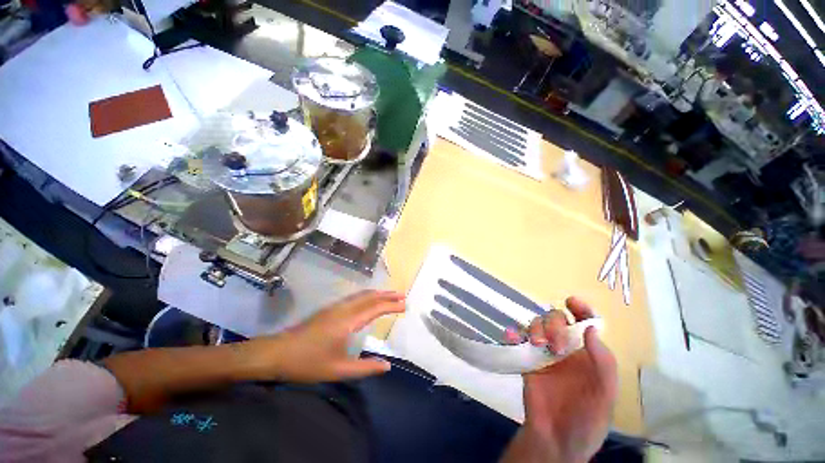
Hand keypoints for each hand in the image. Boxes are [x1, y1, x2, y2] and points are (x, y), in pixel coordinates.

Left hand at [243, 290, 405, 383]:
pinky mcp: (329, 310)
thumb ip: (365, 368)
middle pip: (370, 297)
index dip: (391, 305)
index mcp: (348, 321)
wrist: (277, 353)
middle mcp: (344, 309)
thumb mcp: (338, 370)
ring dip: (377, 294)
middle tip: (402, 296)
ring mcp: (335, 307)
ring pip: (361, 295)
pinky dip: (367, 296)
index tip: (405, 305)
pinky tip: (367, 301)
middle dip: (387, 295)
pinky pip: (354, 298)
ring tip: (390, 295)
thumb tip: (387, 366)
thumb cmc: (308, 363)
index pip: (375, 308)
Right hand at [501, 297, 616, 462]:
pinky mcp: (526, 359)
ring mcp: (544, 353)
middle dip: (554, 324)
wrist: (555, 440)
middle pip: (557, 319)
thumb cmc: (586, 421)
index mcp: (587, 354)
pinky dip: (513, 333)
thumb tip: (591, 330)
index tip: (572, 301)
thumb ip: (603, 364)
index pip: (585, 323)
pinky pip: (517, 340)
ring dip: (536, 327)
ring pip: (537, 325)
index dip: (581, 309)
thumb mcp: (604, 396)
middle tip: (555, 344)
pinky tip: (511, 336)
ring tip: (537, 344)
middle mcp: (565, 348)